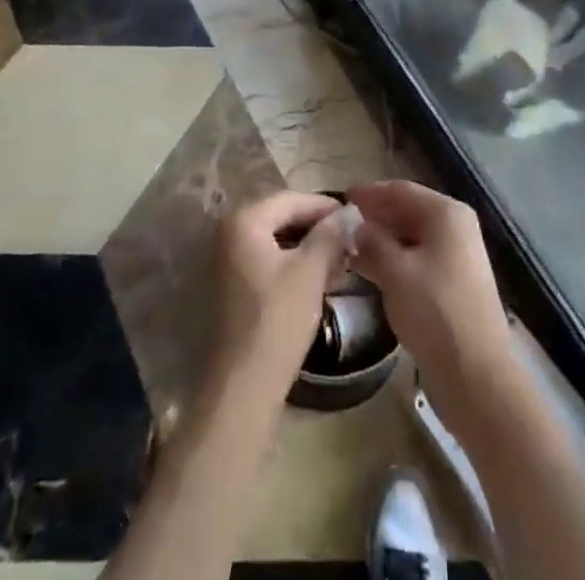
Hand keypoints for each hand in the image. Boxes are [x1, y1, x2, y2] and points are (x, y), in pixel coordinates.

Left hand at [210, 189, 348, 391]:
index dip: (325, 206)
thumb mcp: (310, 272)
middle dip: (317, 227)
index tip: (356, 217)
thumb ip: (330, 235)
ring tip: (341, 259)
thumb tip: (349, 213)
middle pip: (282, 216)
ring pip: (276, 239)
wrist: (243, 386)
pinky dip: (293, 263)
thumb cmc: (277, 320)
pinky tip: (319, 277)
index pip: (292, 199)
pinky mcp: (233, 284)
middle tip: (350, 239)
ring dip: (308, 246)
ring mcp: (228, 259)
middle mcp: (229, 231)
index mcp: (244, 220)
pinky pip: (268, 259)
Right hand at [347, 181, 520, 437]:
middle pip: (408, 211)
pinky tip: (371, 271)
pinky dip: (396, 260)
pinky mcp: (456, 283)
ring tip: (350, 249)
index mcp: (446, 213)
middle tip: (342, 225)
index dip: (370, 193)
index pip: (401, 191)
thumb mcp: (395, 272)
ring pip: (413, 237)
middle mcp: (456, 227)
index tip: (341, 197)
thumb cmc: (434, 312)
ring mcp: (458, 256)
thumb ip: (372, 242)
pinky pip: (419, 259)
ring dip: (383, 241)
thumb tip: (357, 227)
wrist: (477, 375)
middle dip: (376, 217)